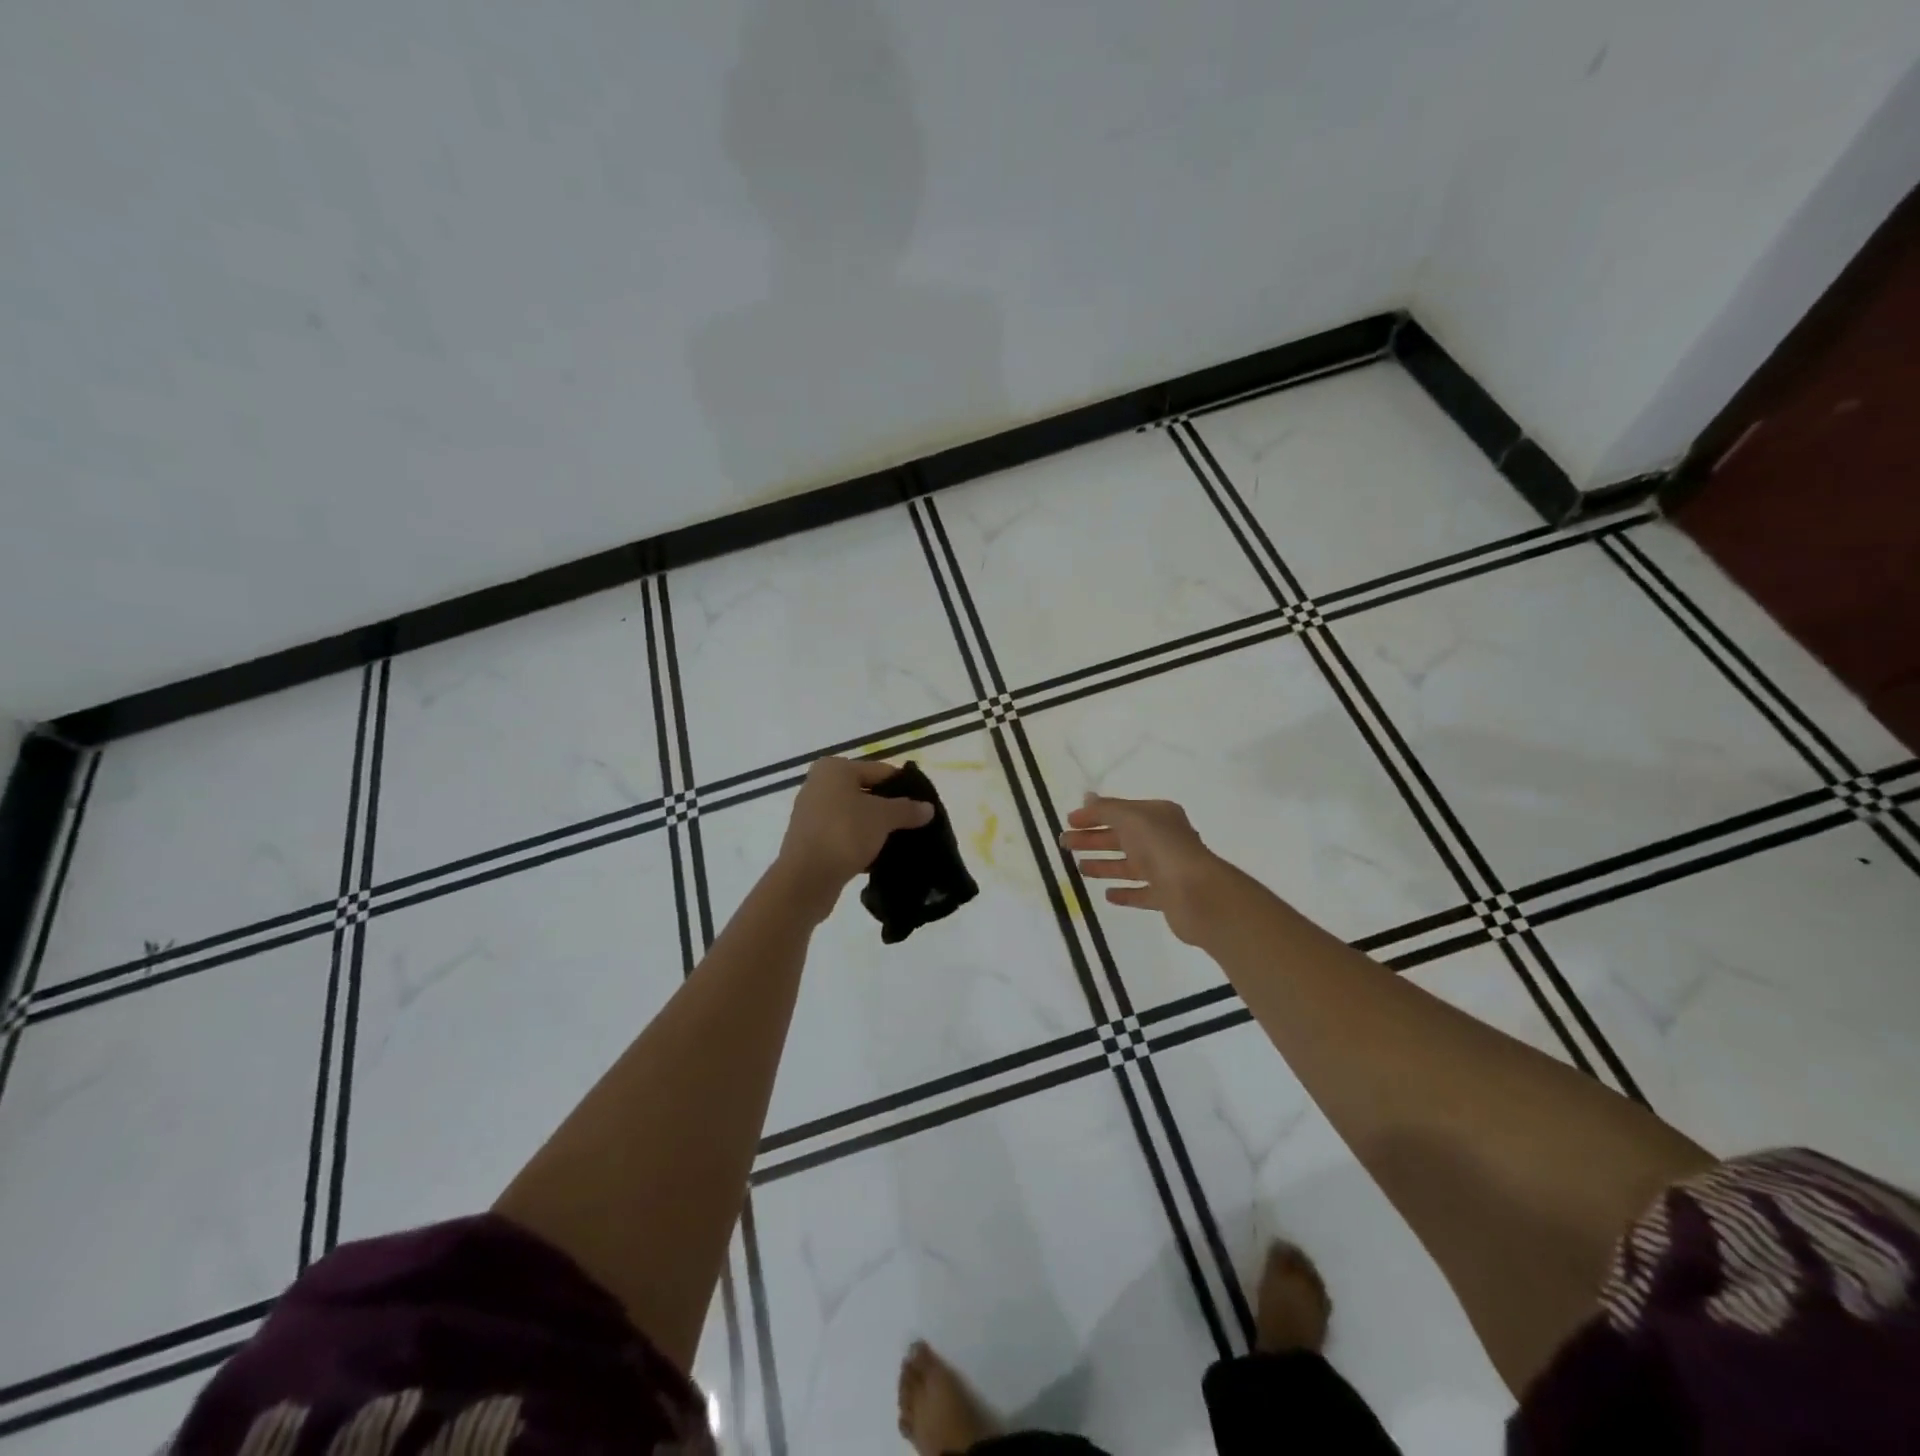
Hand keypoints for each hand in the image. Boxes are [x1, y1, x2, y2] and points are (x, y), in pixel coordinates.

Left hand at [775, 758, 933, 916]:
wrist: (806, 878)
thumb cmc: (844, 833)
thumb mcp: (883, 817)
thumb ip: (907, 809)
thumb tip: (928, 808)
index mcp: (834, 769)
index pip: (880, 771)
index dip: (904, 787)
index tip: (923, 805)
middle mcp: (819, 785)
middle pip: (866, 792)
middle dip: (890, 809)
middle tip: (915, 824)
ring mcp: (812, 814)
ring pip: (855, 816)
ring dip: (875, 828)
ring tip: (900, 842)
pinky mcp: (810, 840)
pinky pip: (843, 835)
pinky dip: (860, 843)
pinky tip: (878, 857)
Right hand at [1059, 793, 1224, 945]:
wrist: (1197, 894)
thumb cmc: (1162, 848)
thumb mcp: (1130, 818)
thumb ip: (1107, 809)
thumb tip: (1088, 798)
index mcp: (1158, 816)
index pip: (1120, 811)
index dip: (1094, 815)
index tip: (1068, 822)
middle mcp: (1164, 839)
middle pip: (1122, 837)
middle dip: (1093, 839)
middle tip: (1065, 844)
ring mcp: (1166, 869)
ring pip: (1129, 865)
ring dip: (1104, 864)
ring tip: (1079, 869)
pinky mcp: (1168, 897)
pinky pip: (1141, 893)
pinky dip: (1124, 892)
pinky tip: (1108, 895)